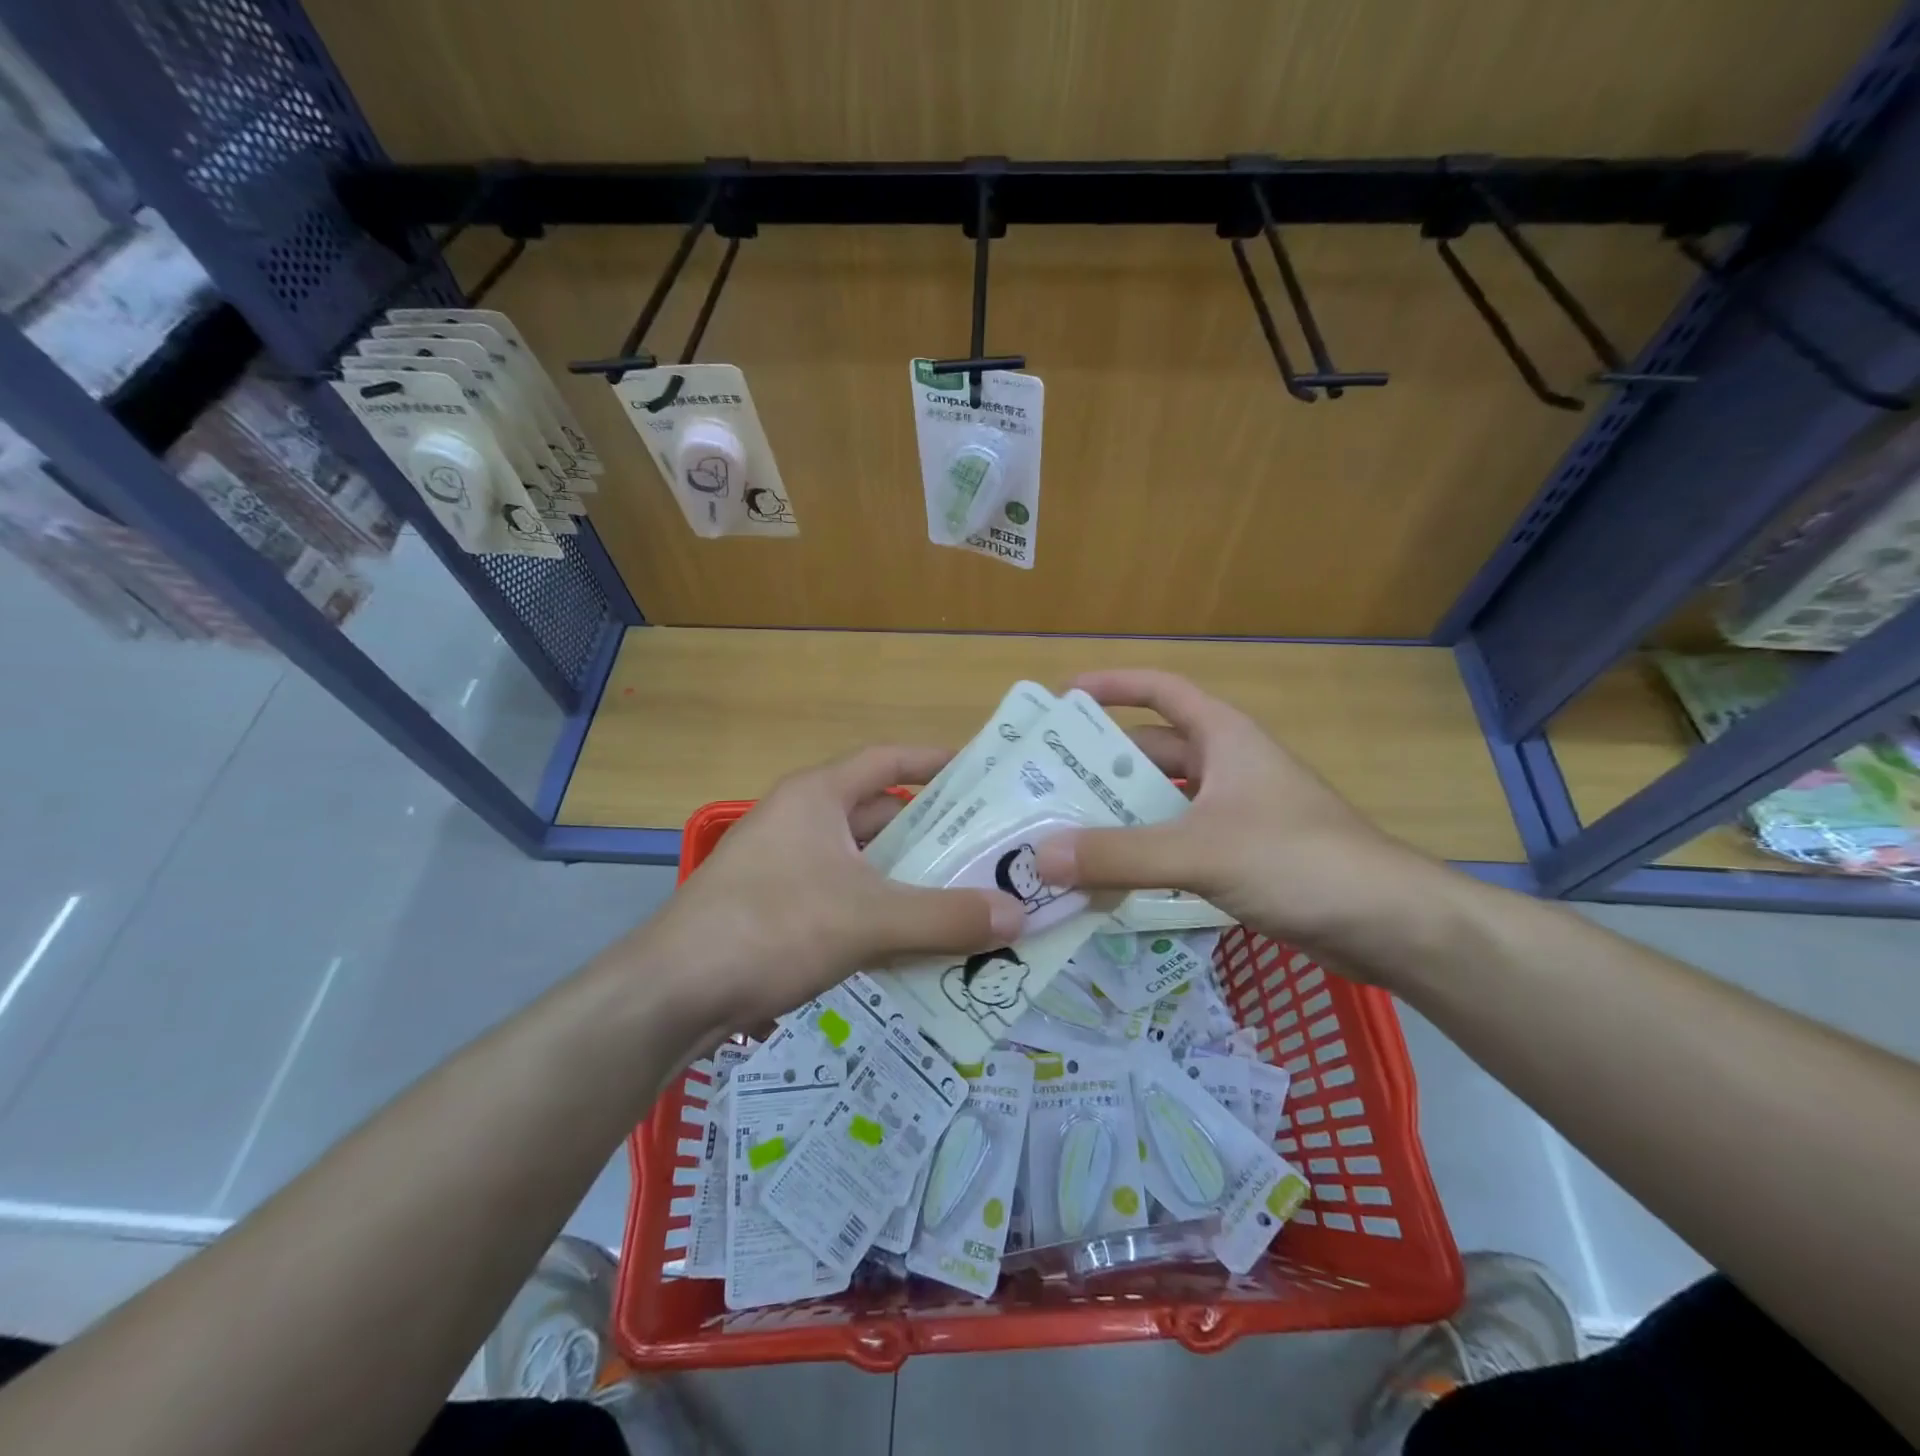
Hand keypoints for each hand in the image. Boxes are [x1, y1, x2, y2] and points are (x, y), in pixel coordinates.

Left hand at [625, 746, 1025, 1026]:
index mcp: (818, 797)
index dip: (936, 761)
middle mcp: (801, 821)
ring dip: (911, 881)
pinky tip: (918, 943)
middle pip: (882, 816)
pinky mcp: (777, 909)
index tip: (983, 773)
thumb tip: (1021, 916)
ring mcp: (785, 866)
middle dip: (935, 835)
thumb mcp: (868, 919)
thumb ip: (945, 917)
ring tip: (969, 899)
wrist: (672, 994)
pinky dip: (882, 914)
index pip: (888, 759)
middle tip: (992, 851)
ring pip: (865, 864)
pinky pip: (846, 899)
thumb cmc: (772, 927)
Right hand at [1034, 670, 1453, 972]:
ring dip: (1118, 816)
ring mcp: (1236, 813)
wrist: (1388, 923)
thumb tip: (1039, 857)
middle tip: (1044, 783)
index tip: (1064, 698)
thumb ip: (1119, 855)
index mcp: (1223, 737)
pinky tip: (1109, 878)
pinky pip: (1177, 844)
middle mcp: (1227, 766)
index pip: (1161, 691)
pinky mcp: (1242, 856)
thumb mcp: (1200, 851)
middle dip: (1101, 766)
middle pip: (1151, 753)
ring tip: (1062, 832)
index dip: (1114, 686)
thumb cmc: (1297, 859)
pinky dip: (1143, 855)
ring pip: (1162, 804)